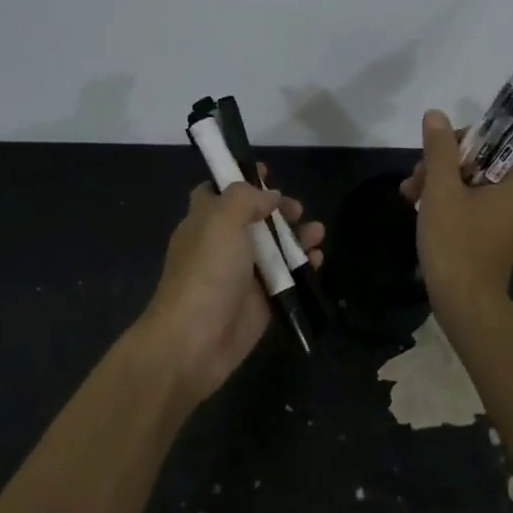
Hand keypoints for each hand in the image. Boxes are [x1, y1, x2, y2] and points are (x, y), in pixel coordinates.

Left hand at [135, 167, 325, 405]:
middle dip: (278, 209)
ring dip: (297, 236)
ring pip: (275, 247)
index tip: (267, 172)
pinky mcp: (262, 301)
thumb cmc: (206, 272)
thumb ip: (246, 198)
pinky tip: (317, 259)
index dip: (240, 177)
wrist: (195, 340)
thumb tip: (270, 197)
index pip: (218, 190)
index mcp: (204, 221)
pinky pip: (287, 277)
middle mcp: (223, 244)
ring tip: (317, 232)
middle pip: (254, 217)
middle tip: (297, 209)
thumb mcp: (221, 220)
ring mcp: (243, 274)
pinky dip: (303, 266)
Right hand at [400, 108, 512, 307]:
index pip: (502, 140)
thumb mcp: (442, 190)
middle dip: (444, 162)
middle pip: (482, 159)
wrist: (463, 304)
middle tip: (416, 177)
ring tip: (409, 194)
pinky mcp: (491, 233)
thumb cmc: (456, 243)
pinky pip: (470, 203)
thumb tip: (436, 115)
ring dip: (438, 180)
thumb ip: (439, 149)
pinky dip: (446, 200)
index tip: (439, 149)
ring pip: (471, 181)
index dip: (469, 137)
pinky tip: (417, 206)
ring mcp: (506, 217)